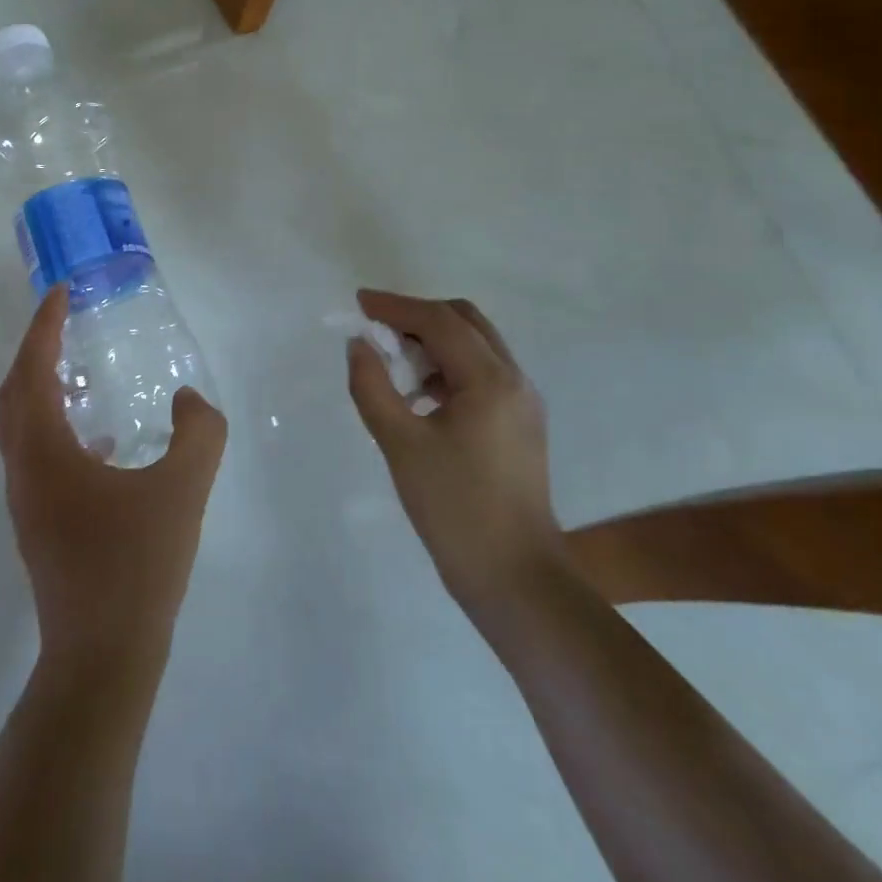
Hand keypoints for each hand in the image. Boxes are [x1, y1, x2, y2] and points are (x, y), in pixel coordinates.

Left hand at [0, 285, 227, 680]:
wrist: (102, 657)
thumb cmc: (136, 565)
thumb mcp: (183, 488)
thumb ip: (198, 432)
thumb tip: (188, 400)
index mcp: (44, 450)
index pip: (33, 369)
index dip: (44, 326)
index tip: (61, 293)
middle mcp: (23, 469)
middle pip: (13, 394)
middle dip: (35, 352)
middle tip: (66, 326)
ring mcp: (26, 501)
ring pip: (20, 428)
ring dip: (42, 390)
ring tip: (82, 374)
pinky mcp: (39, 526)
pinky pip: (38, 456)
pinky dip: (58, 430)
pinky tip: (104, 444)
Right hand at [346, 290, 563, 613]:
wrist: (516, 579)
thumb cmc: (454, 508)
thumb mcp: (400, 444)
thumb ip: (372, 386)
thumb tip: (358, 345)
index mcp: (491, 380)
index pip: (439, 321)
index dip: (395, 306)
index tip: (359, 302)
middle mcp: (515, 380)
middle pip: (465, 322)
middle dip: (418, 317)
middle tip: (377, 329)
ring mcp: (523, 403)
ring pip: (476, 346)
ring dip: (434, 342)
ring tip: (394, 364)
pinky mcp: (521, 425)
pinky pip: (482, 374)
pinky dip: (448, 368)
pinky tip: (421, 396)